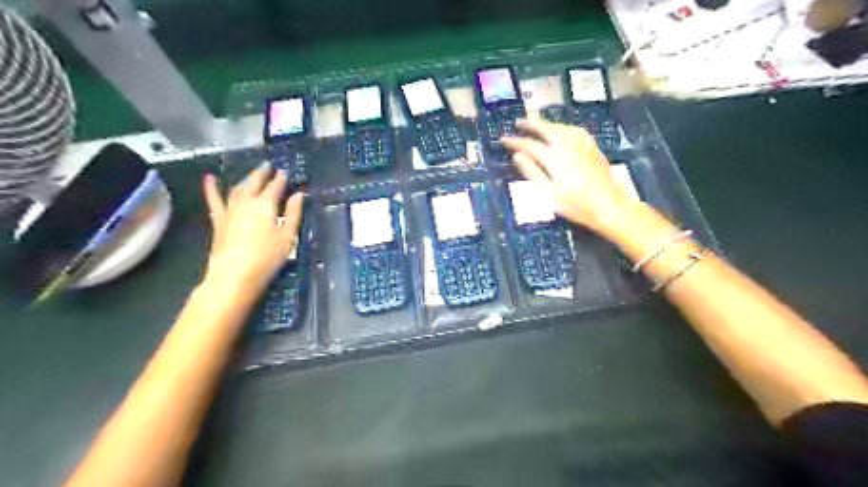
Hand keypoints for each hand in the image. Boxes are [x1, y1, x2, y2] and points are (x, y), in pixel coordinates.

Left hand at [202, 170, 301, 293]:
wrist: (234, 276)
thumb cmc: (266, 258)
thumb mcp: (287, 238)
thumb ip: (293, 215)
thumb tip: (298, 196)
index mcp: (265, 206)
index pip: (275, 187)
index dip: (280, 179)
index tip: (284, 172)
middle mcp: (246, 203)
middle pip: (254, 184)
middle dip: (262, 174)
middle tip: (267, 166)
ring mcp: (229, 211)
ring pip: (237, 189)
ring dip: (245, 180)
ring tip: (251, 174)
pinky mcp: (218, 221)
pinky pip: (214, 200)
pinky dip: (211, 188)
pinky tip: (209, 178)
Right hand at [499, 117, 634, 233]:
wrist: (610, 206)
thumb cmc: (576, 205)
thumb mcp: (549, 193)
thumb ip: (532, 172)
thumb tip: (517, 156)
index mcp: (554, 157)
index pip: (529, 145)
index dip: (515, 141)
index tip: (503, 139)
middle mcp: (567, 145)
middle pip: (546, 128)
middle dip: (530, 124)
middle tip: (518, 122)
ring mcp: (582, 144)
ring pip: (560, 126)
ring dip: (546, 124)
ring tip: (536, 124)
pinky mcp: (592, 147)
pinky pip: (573, 130)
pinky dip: (561, 127)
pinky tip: (561, 131)